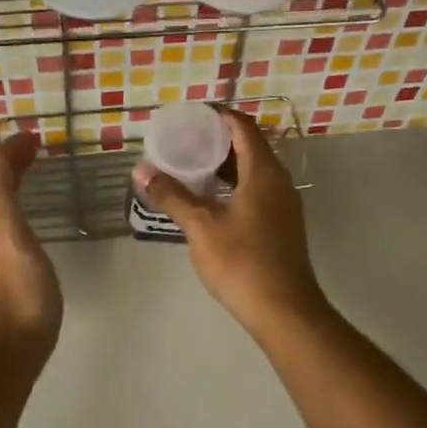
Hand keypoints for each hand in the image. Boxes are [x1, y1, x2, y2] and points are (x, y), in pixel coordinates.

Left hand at [0, 130, 62, 362]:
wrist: (15, 346)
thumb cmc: (20, 290)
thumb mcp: (10, 234)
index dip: (10, 153)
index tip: (32, 135)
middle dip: (12, 164)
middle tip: (36, 146)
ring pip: (3, 207)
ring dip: (16, 183)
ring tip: (34, 169)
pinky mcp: (12, 271)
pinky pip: (13, 225)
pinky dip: (21, 207)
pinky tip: (30, 217)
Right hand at [131, 109, 329, 339]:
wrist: (284, 310)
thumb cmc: (242, 262)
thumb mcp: (201, 227)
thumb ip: (172, 196)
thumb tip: (141, 171)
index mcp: (264, 172)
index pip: (243, 128)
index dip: (218, 117)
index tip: (190, 118)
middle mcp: (280, 182)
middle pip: (250, 148)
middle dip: (218, 142)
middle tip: (184, 143)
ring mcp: (285, 205)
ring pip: (254, 172)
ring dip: (226, 167)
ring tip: (192, 169)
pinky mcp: (283, 226)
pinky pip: (258, 192)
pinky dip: (235, 187)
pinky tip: (212, 201)